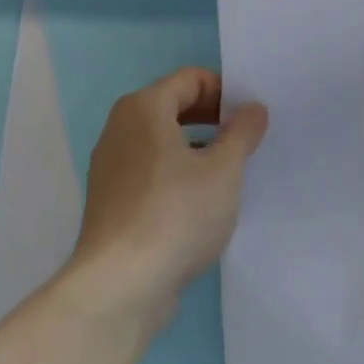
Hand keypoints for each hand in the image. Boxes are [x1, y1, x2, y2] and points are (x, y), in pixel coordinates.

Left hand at [72, 67, 268, 316]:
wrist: (120, 285)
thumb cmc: (175, 214)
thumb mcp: (223, 170)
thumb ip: (242, 132)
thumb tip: (252, 108)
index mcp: (144, 108)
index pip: (191, 79)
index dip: (225, 91)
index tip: (252, 118)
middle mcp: (121, 128)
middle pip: (174, 106)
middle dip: (213, 118)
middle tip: (247, 141)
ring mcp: (111, 165)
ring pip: (162, 141)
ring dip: (197, 148)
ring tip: (230, 173)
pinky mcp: (111, 200)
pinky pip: (150, 170)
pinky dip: (177, 174)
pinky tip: (201, 203)